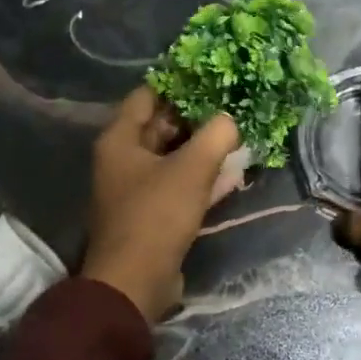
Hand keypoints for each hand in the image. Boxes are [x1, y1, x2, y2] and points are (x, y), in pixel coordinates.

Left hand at [81, 87, 241, 320]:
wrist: (136, 282)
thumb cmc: (156, 215)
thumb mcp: (191, 169)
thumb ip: (216, 136)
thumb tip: (230, 120)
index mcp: (120, 140)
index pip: (147, 96)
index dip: (178, 84)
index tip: (211, 77)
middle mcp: (124, 159)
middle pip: (162, 126)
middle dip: (197, 118)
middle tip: (233, 106)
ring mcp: (138, 189)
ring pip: (174, 158)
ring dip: (204, 150)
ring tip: (240, 137)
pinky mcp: (153, 214)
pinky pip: (180, 186)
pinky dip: (203, 179)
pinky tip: (234, 174)